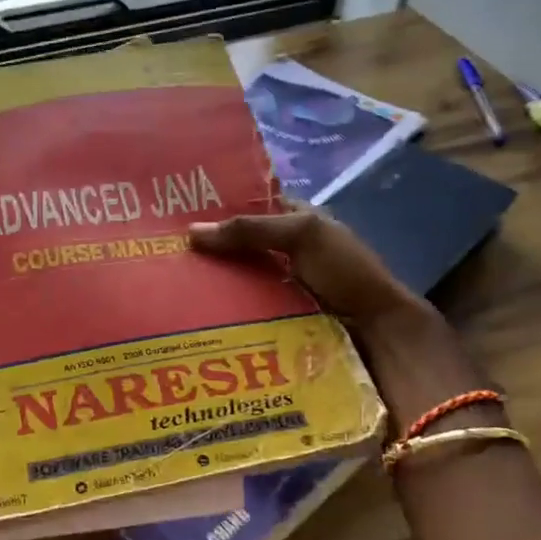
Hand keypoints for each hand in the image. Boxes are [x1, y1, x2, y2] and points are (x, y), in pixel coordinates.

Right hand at [191, 209, 484, 422]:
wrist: (378, 332)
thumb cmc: (346, 272)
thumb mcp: (303, 236)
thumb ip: (251, 229)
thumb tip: (191, 233)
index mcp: (296, 221)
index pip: (249, 206)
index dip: (217, 207)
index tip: (173, 213)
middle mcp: (286, 250)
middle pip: (238, 245)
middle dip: (207, 249)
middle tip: (162, 254)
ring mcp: (280, 286)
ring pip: (237, 278)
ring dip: (210, 283)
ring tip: (168, 286)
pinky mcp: (275, 317)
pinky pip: (242, 308)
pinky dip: (221, 309)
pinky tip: (192, 313)